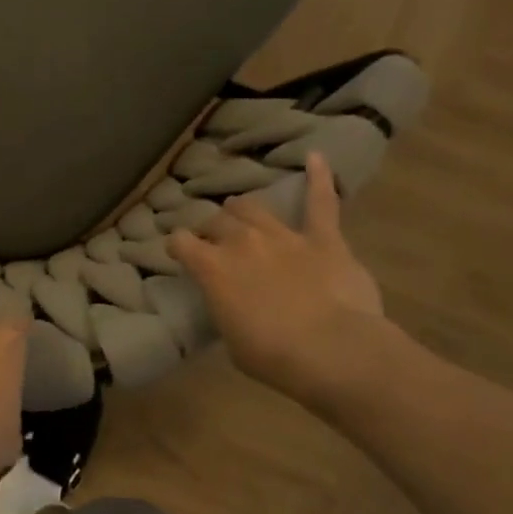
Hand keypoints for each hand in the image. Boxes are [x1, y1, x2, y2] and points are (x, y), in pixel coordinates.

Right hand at [168, 152, 389, 405]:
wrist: (334, 352)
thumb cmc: (273, 356)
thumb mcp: (232, 340)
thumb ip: (227, 309)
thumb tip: (233, 302)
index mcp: (211, 268)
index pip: (180, 242)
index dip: (178, 246)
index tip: (179, 253)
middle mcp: (241, 242)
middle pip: (216, 221)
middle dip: (212, 230)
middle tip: (215, 242)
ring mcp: (283, 236)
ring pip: (252, 207)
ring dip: (243, 211)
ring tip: (242, 215)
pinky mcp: (324, 239)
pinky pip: (321, 203)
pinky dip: (319, 179)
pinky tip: (315, 157)